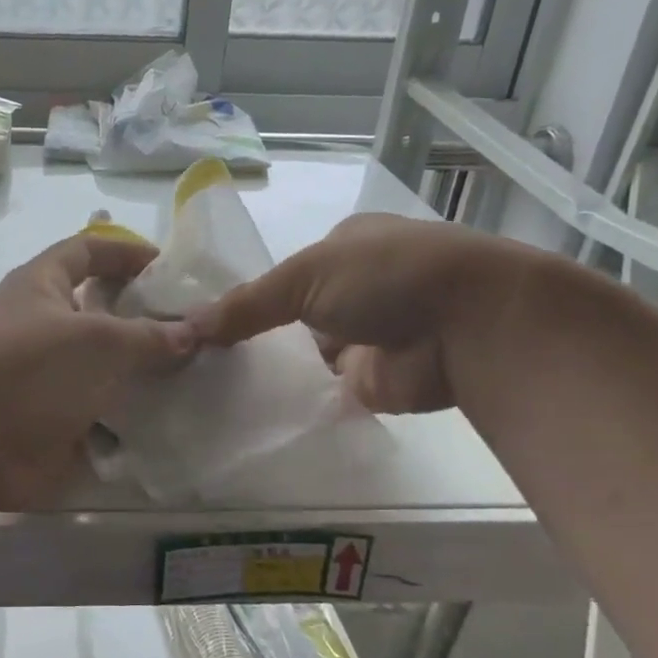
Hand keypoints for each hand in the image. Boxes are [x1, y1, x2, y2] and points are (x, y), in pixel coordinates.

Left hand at [0, 233, 195, 515]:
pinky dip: (132, 420)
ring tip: (200, 375)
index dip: (127, 252)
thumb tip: (191, 331)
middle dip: (146, 319)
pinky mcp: (52, 423)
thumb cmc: (27, 370)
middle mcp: (43, 326)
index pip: (88, 250)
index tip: (172, 266)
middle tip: (199, 329)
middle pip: (101, 313)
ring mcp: (47, 379)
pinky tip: (174, 422)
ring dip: (144, 374)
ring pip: (105, 369)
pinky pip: (102, 415)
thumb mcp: (96, 341)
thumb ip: (148, 336)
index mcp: (42, 286)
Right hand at [186, 214, 532, 414]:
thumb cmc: (386, 275)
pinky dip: (292, 398)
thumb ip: (247, 303)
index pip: (285, 273)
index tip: (202, 320)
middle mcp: (356, 290)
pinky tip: (246, 409)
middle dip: (252, 335)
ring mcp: (365, 338)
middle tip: (196, 358)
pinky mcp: (372, 382)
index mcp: (345, 248)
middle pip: (291, 315)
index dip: (247, 294)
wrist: (471, 327)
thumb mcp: (305, 275)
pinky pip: (321, 390)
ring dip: (271, 369)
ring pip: (303, 355)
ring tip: (210, 386)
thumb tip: (186, 324)